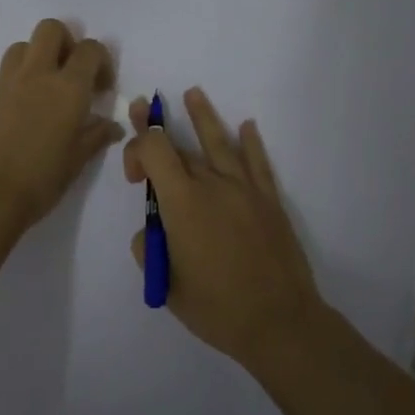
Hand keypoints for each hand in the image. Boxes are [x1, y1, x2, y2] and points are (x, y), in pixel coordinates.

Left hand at [0, 20, 124, 234]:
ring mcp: (2, 84)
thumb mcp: (76, 162)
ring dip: (36, 59)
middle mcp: (35, 75)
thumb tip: (111, 125)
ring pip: (21, 48)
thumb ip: (95, 136)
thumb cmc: (38, 182)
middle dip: (65, 42)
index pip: (90, 49)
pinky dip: (13, 88)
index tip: (100, 88)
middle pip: (51, 29)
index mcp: (67, 89)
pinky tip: (13, 120)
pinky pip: (0, 79)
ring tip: (40, 93)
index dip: (101, 61)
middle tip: (69, 74)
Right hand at [123, 87, 323, 366]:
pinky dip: (251, 143)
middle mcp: (212, 185)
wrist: (279, 321)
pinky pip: (258, 163)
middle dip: (156, 127)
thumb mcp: (166, 285)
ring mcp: (245, 189)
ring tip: (193, 93)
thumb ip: (150, 251)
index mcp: (183, 202)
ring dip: (203, 116)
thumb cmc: (217, 307)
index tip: (134, 178)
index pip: (154, 150)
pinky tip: (247, 127)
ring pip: (219, 143)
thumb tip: (152, 233)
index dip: (136, 150)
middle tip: (143, 106)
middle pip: (180, 145)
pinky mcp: (269, 201)